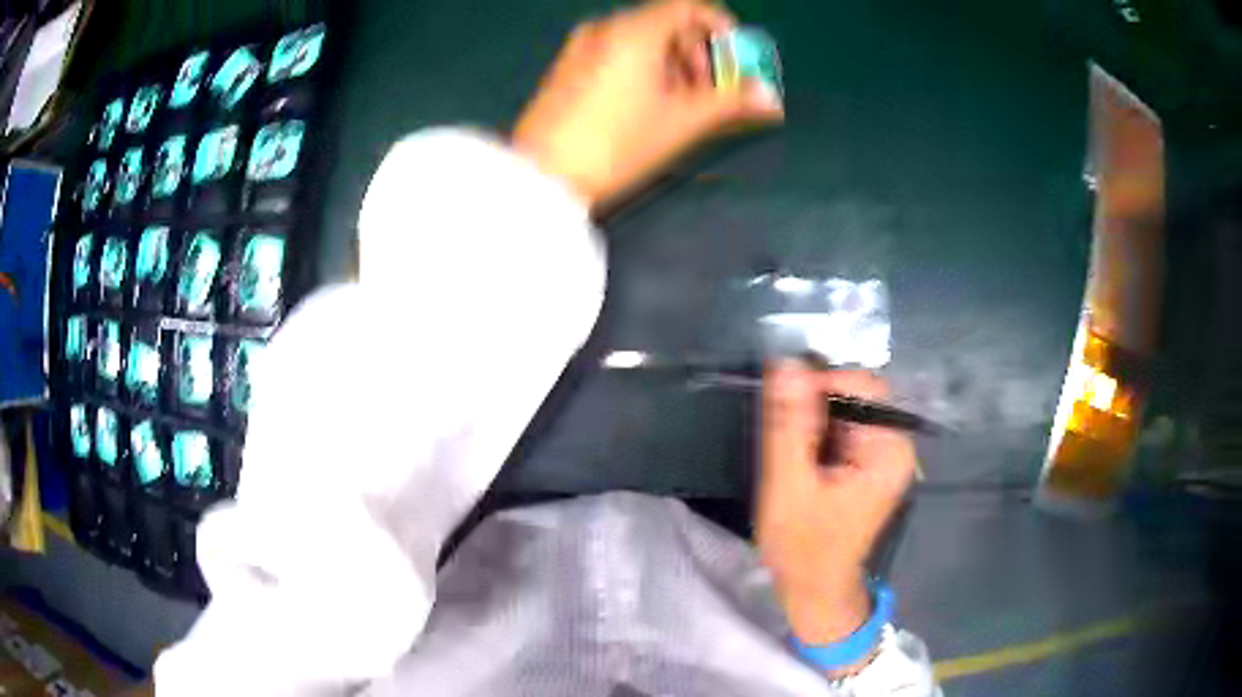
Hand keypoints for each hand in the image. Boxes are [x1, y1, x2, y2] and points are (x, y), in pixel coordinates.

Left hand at [512, 0, 783, 207]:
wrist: (540, 177)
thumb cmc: (616, 143)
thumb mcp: (680, 122)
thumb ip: (730, 102)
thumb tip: (770, 97)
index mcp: (634, 30)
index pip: (688, 6)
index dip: (720, 27)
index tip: (736, 56)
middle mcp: (605, 28)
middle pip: (666, 22)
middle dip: (698, 51)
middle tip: (711, 90)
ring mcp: (580, 47)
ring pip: (641, 39)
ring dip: (673, 62)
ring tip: (682, 103)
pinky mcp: (566, 67)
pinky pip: (616, 52)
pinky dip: (643, 67)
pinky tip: (647, 103)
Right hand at [757, 363, 915, 644]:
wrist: (815, 591)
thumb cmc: (804, 547)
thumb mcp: (788, 485)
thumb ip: (789, 424)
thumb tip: (786, 362)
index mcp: (889, 449)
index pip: (862, 385)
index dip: (822, 384)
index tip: (783, 407)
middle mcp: (895, 445)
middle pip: (857, 395)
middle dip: (816, 406)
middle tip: (783, 437)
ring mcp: (883, 455)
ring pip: (847, 410)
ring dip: (813, 421)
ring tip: (790, 454)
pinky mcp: (869, 464)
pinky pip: (844, 428)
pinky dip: (818, 434)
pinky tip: (801, 461)